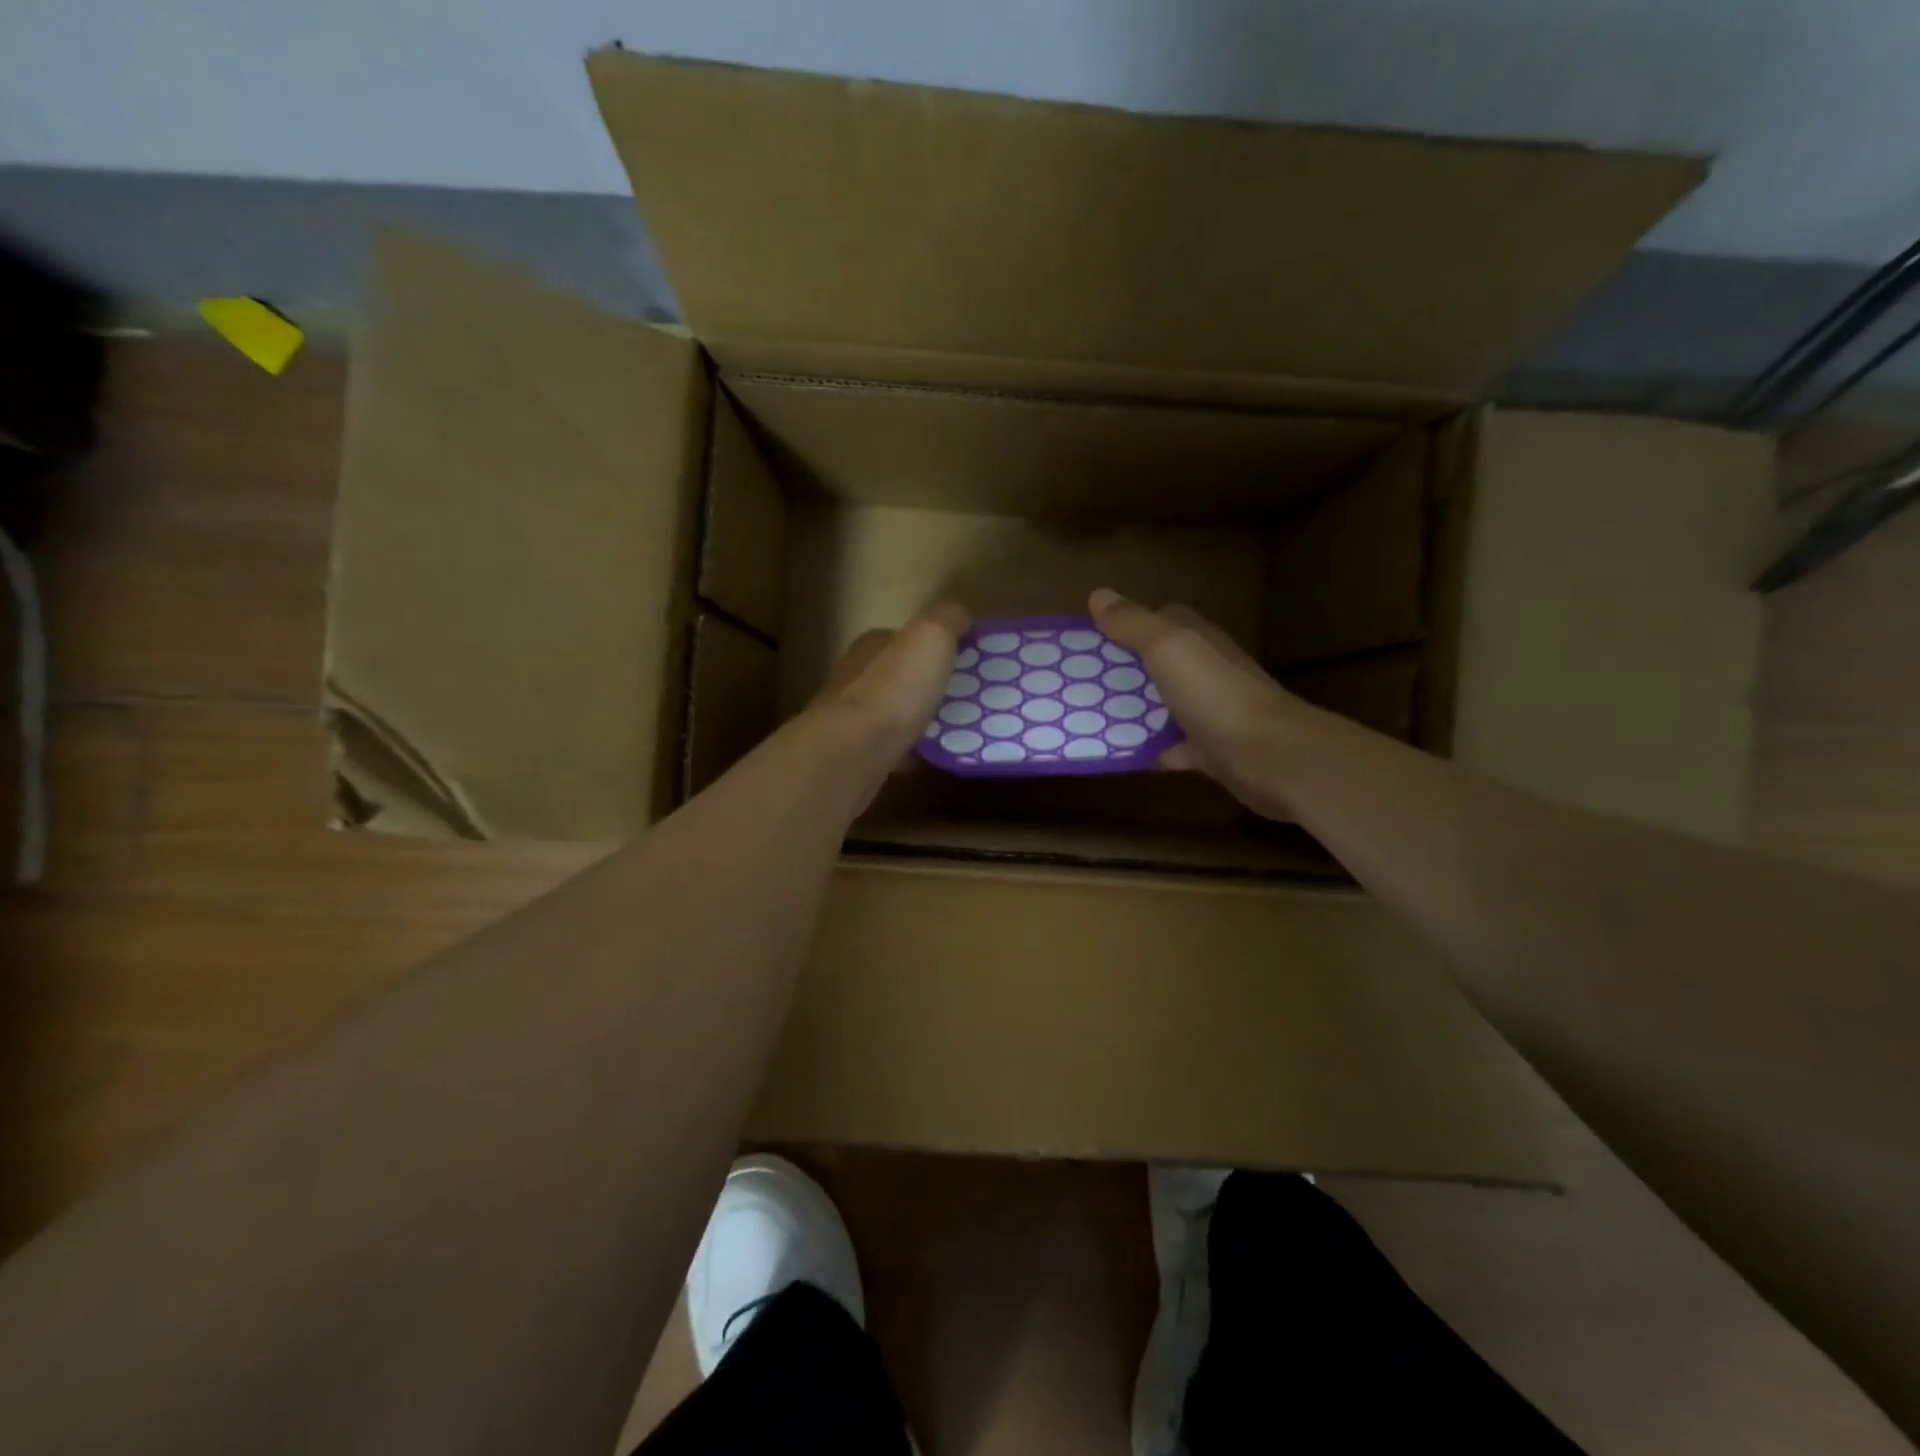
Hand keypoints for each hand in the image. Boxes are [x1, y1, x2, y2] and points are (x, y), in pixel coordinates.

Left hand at [808, 602, 971, 776]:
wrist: (852, 752)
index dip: (935, 645)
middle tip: (966, 696)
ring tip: (955, 728)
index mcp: (874, 645)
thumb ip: (947, 619)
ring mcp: (852, 718)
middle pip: (899, 675)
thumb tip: (962, 615)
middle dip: (928, 683)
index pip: (905, 637)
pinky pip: (891, 747)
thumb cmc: (894, 690)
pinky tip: (931, 757)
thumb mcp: (930, 637)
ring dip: (919, 717)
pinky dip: (910, 750)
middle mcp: (857, 676)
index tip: (966, 660)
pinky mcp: (855, 752)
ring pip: (893, 712)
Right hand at [1089, 588, 1311, 819]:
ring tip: (1090, 716)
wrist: (1267, 754)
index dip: (1130, 624)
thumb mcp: (1167, 647)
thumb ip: (1133, 623)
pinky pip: (1171, 747)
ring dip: (1135, 709)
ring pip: (1164, 705)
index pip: (1164, 620)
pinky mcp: (1209, 749)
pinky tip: (1121, 754)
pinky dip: (1150, 749)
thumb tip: (1098, 594)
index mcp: (1197, 640)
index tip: (1094, 636)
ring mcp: (1209, 711)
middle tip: (1081, 680)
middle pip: (1160, 663)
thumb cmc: (1214, 692)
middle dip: (1125, 669)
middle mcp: (1205, 671)